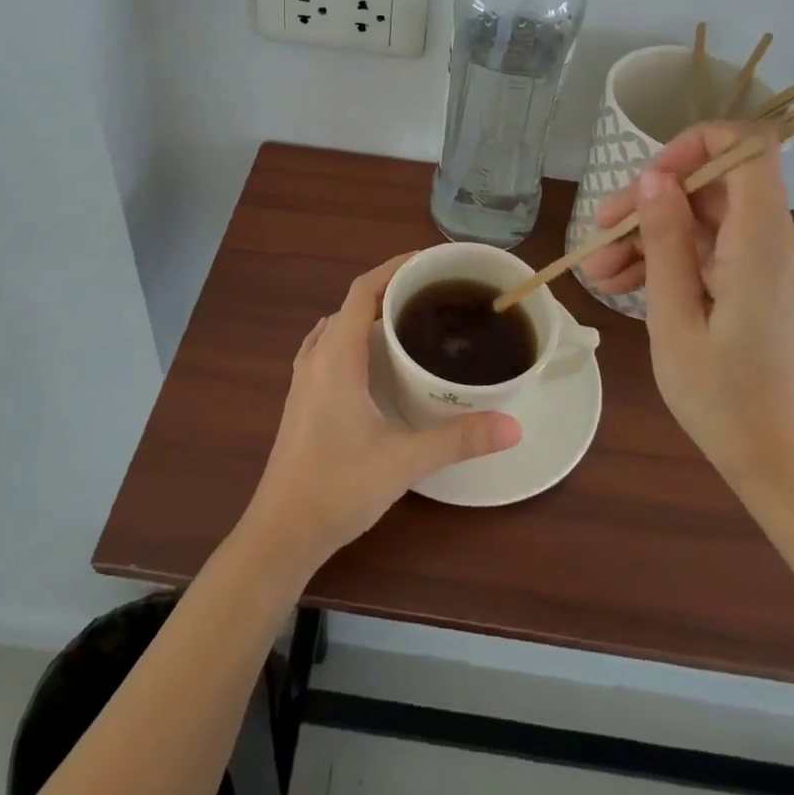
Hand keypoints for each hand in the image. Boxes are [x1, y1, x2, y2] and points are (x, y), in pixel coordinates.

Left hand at [239, 254, 522, 577]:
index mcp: (336, 356)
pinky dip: (352, 338)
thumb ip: (458, 440)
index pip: (363, 291)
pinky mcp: (301, 399)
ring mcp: (303, 379)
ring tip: (409, 320)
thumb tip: (513, 426)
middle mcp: (316, 357)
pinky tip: (373, 361)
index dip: (394, 268)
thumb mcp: (404, 461)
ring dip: (368, 314)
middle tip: (432, 294)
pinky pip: (328, 348)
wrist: (280, 532)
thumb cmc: (338, 487)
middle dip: (389, 290)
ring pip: (337, 326)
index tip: (429, 262)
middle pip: (351, 305)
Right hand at [582, 122, 793, 491]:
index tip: (648, 181)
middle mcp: (790, 242)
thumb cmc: (727, 403)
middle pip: (716, 188)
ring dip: (657, 237)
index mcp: (768, 245)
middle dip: (651, 206)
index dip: (693, 145)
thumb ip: (665, 242)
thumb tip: (655, 179)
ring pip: (714, 221)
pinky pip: (727, 250)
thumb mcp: (675, 321)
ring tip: (601, 274)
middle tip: (597, 240)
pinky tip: (634, 284)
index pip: (747, 147)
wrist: (793, 469)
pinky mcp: (782, 283)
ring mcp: (789, 263)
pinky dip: (682, 259)